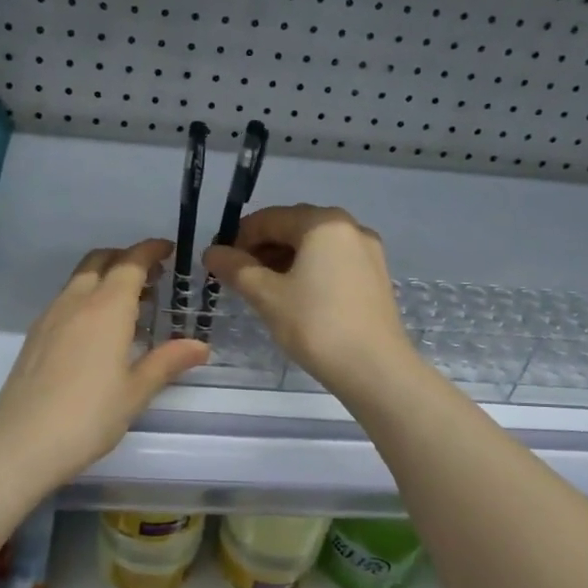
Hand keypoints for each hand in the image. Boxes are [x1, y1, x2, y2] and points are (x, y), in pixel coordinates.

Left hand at [0, 239, 208, 487]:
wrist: (21, 442)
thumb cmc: (88, 416)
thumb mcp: (135, 391)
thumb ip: (167, 362)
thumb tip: (200, 346)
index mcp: (106, 308)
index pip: (130, 263)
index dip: (150, 251)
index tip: (168, 250)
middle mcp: (76, 302)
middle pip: (100, 261)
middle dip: (126, 258)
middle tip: (152, 276)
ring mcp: (50, 318)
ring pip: (79, 279)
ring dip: (105, 277)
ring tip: (130, 303)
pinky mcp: (35, 336)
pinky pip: (66, 300)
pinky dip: (87, 296)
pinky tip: (98, 330)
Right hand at [203, 205, 415, 396]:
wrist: (375, 369)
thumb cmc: (316, 325)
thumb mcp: (267, 296)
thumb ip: (236, 269)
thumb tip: (211, 252)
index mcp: (323, 223)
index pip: (269, 218)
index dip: (238, 238)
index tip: (220, 264)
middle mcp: (350, 227)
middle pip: (294, 228)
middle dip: (262, 249)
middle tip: (238, 279)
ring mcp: (368, 252)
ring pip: (314, 247)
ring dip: (284, 261)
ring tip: (263, 291)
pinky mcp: (375, 277)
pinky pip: (333, 263)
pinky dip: (308, 272)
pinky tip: (295, 298)